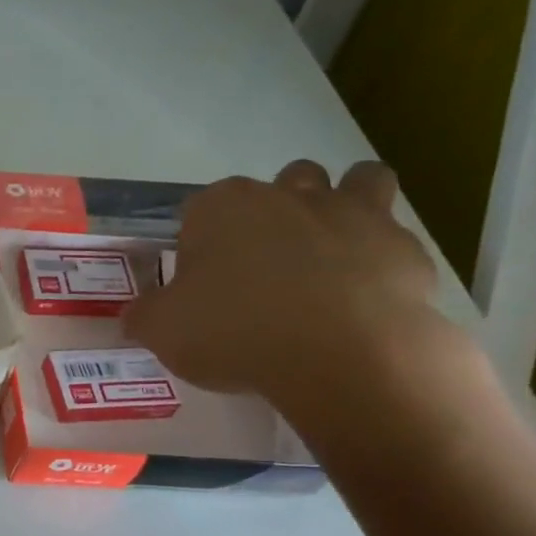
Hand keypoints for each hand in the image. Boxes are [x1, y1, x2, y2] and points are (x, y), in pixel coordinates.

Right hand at [122, 159, 442, 404]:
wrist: (341, 354)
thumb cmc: (236, 331)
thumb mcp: (163, 331)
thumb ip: (143, 316)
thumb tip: (133, 315)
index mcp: (222, 207)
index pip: (199, 211)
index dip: (198, 245)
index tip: (200, 285)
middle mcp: (287, 195)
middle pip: (280, 184)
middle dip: (274, 213)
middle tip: (263, 268)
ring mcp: (351, 213)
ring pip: (355, 181)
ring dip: (344, 204)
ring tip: (329, 253)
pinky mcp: (403, 246)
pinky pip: (392, 237)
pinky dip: (380, 257)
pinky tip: (365, 296)